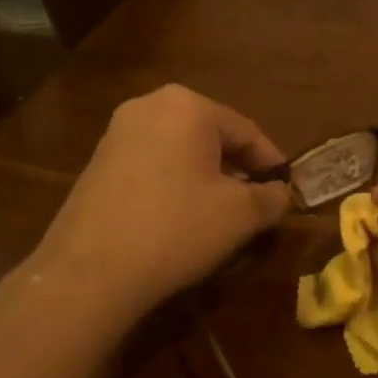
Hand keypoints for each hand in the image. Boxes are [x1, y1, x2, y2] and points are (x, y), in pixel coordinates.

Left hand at [22, 85, 290, 325]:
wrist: (90, 271)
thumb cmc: (177, 228)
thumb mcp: (242, 215)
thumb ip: (272, 198)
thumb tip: (280, 193)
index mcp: (188, 106)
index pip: (247, 132)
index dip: (272, 164)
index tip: (287, 191)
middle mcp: (149, 106)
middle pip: (212, 137)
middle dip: (238, 169)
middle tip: (257, 202)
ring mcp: (117, 133)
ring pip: (181, 152)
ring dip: (207, 178)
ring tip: (222, 214)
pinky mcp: (97, 163)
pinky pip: (153, 166)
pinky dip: (175, 185)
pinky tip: (181, 219)